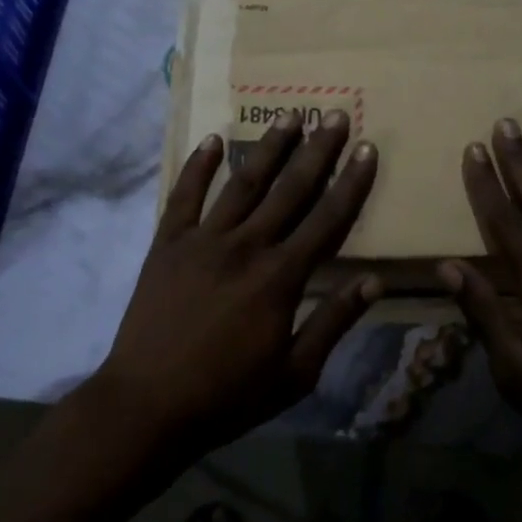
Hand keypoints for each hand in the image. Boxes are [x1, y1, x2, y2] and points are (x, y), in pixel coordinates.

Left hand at [98, 110, 380, 454]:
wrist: (146, 407)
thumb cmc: (227, 396)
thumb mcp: (295, 373)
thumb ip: (334, 322)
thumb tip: (375, 282)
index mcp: (281, 277)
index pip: (327, 219)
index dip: (352, 182)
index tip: (368, 149)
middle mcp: (246, 246)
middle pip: (290, 189)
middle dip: (317, 150)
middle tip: (335, 114)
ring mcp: (203, 240)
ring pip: (243, 183)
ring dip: (269, 147)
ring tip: (289, 114)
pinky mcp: (167, 244)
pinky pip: (184, 196)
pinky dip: (198, 166)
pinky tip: (214, 140)